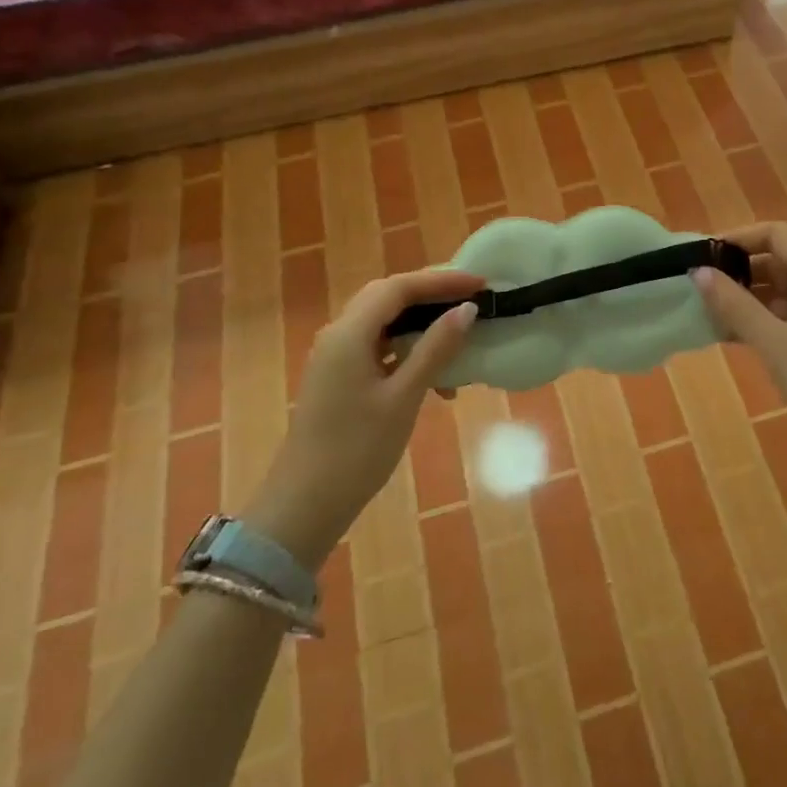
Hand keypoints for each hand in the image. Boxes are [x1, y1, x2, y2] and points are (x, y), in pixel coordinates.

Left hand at [242, 268, 483, 566]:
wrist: (305, 505)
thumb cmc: (357, 450)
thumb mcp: (404, 397)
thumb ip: (435, 349)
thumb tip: (467, 310)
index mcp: (349, 333)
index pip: (399, 288)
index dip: (442, 280)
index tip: (481, 284)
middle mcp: (338, 334)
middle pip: (389, 298)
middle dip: (432, 295)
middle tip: (472, 300)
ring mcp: (336, 357)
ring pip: (384, 322)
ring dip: (421, 325)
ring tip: (460, 338)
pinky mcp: (340, 378)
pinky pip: (378, 347)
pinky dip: (408, 350)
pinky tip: (435, 377)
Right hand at [693, 222, 786, 448]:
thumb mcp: (773, 341)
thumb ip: (733, 304)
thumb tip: (698, 271)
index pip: (775, 233)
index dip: (739, 238)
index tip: (706, 256)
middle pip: (779, 258)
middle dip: (740, 271)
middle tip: (703, 289)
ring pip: (784, 288)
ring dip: (749, 297)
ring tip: (712, 315)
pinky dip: (765, 317)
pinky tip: (737, 336)